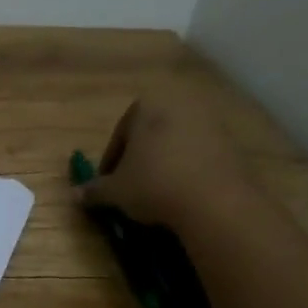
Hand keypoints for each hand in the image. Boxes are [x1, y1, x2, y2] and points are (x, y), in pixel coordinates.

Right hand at [78, 74, 252, 228]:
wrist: (216, 202)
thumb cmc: (154, 184)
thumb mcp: (115, 191)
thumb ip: (94, 190)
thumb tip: (75, 195)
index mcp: (147, 106)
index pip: (120, 133)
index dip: (111, 162)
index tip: (109, 184)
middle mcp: (179, 106)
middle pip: (150, 135)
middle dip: (140, 159)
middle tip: (131, 187)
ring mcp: (210, 123)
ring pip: (176, 145)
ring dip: (165, 165)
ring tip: (158, 195)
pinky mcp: (233, 144)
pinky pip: (200, 157)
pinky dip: (189, 172)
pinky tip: (183, 196)